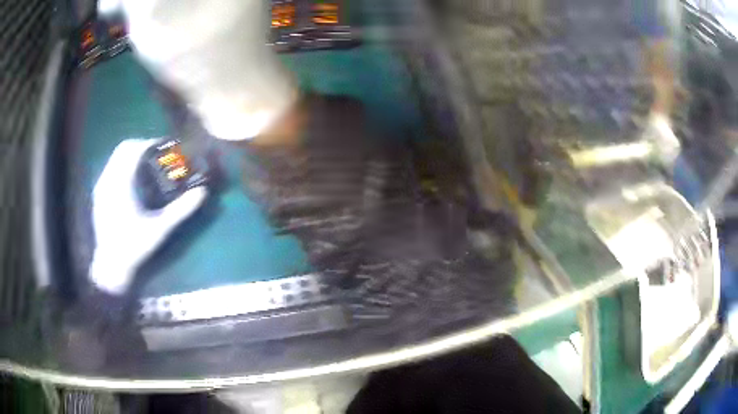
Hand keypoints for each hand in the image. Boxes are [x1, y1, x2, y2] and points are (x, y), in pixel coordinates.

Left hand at [89, 139, 206, 294]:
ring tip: (144, 166)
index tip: (164, 145)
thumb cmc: (135, 247)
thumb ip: (181, 210)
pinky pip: (110, 170)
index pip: (135, 149)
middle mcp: (109, 180)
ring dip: (130, 156)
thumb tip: (203, 193)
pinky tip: (130, 182)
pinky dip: (121, 167)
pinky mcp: (98, 195)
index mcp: (122, 184)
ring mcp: (101, 187)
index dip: (151, 143)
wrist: (111, 265)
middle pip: (124, 149)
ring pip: (115, 158)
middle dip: (141, 145)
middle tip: (156, 153)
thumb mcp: (160, 229)